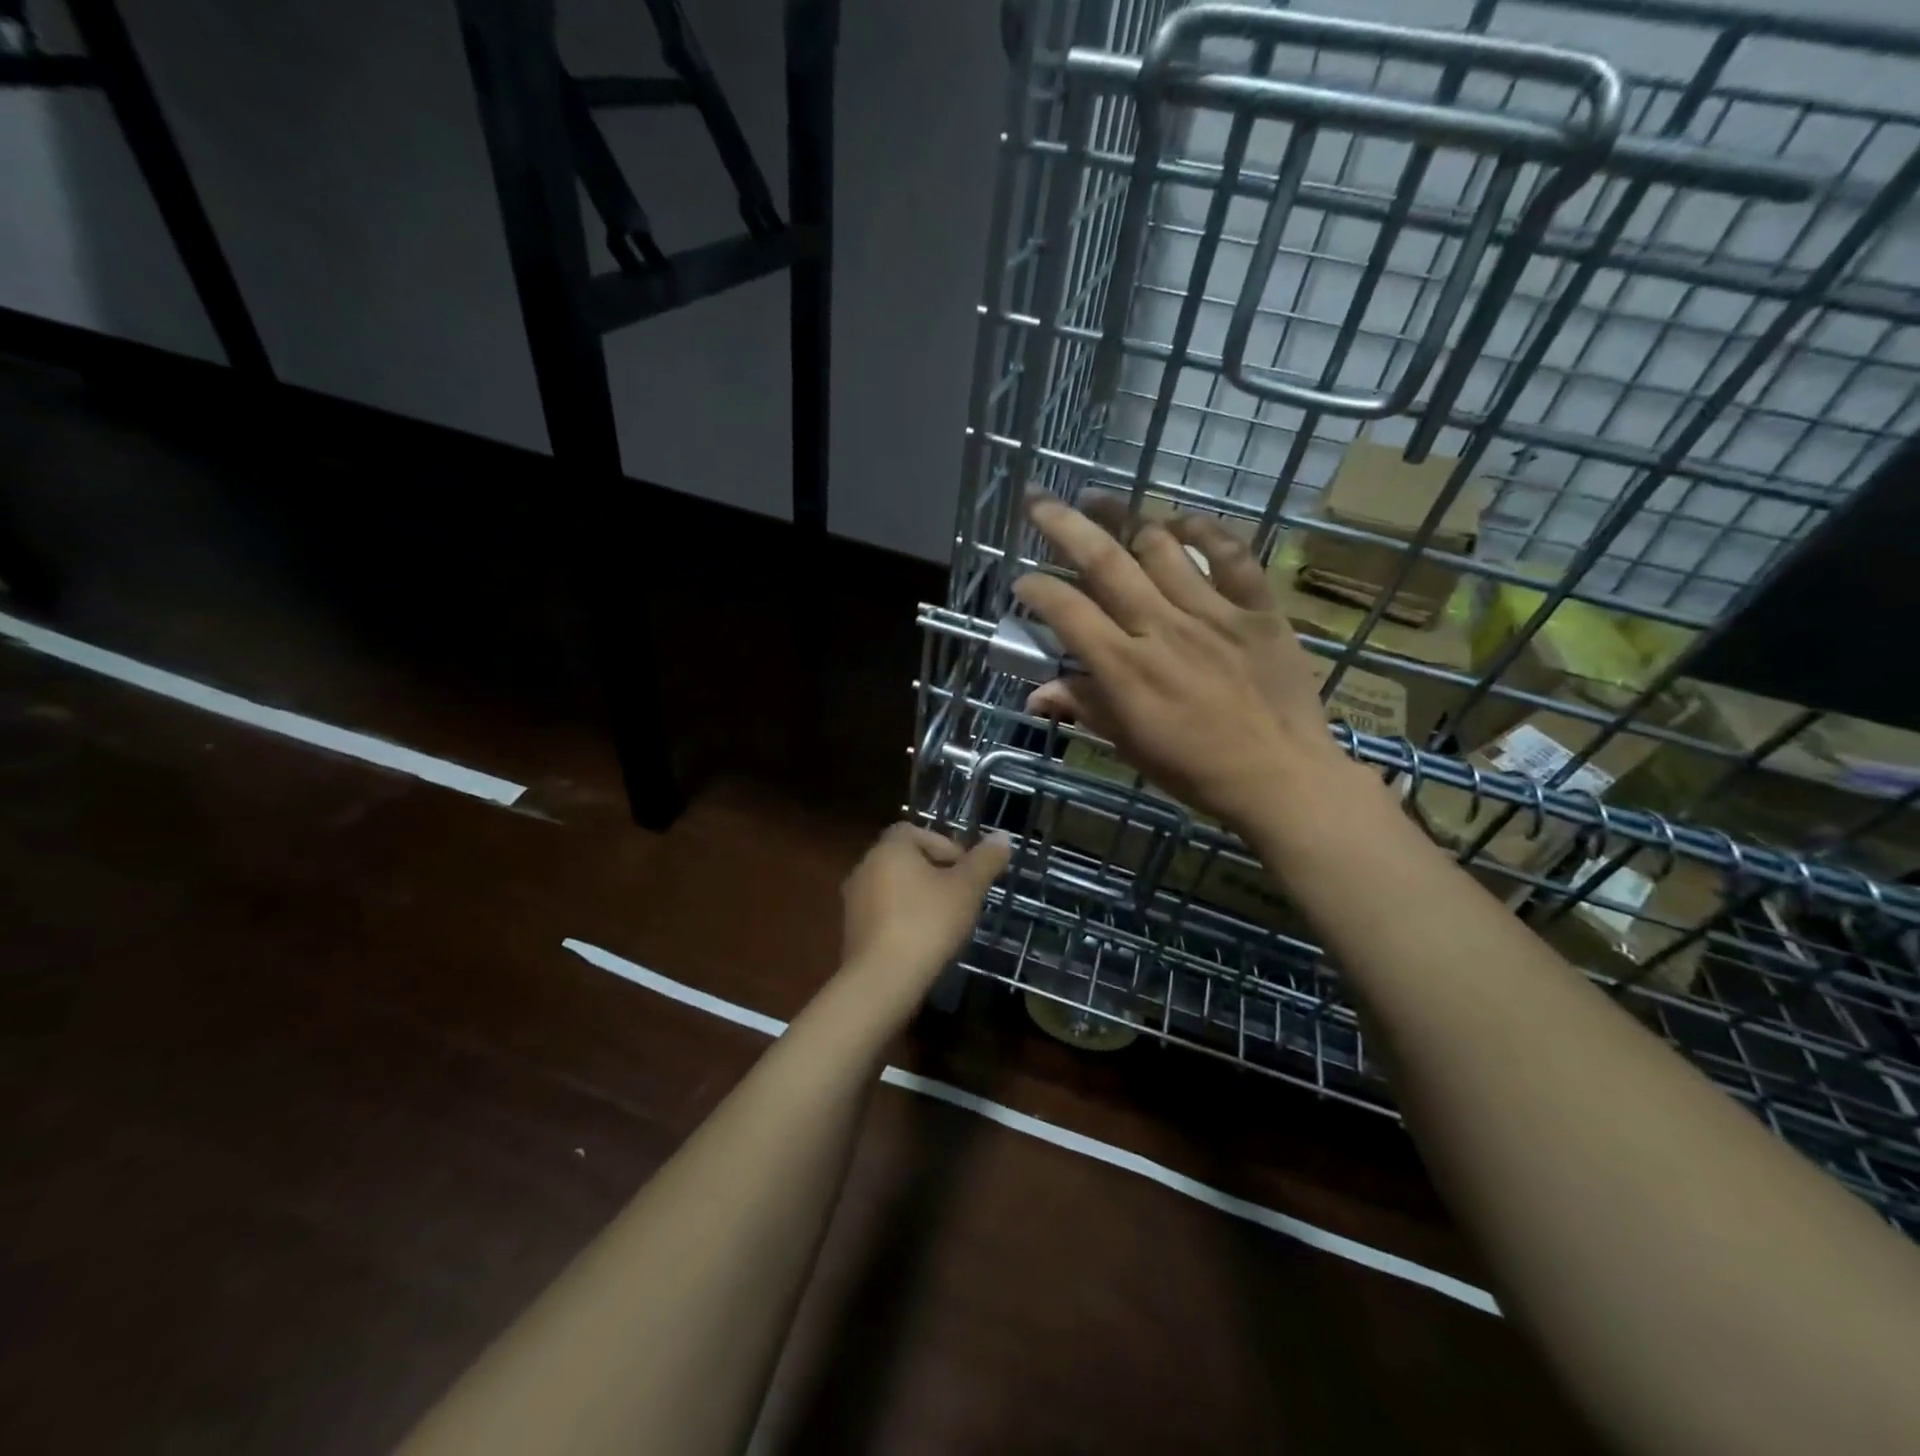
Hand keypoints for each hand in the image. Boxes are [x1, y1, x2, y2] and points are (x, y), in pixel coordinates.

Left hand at [839, 824, 1010, 1007]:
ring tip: (945, 921)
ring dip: (918, 897)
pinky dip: (903, 919)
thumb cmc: (928, 922)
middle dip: (934, 873)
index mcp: (889, 848)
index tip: (965, 871)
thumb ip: (985, 860)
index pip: (915, 831)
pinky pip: (883, 914)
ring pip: (893, 888)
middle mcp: (865, 867)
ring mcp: (854, 901)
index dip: (944, 845)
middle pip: (904, 859)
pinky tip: (923, 941)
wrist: (882, 979)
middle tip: (961, 896)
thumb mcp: (967, 889)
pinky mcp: (851, 931)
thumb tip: (1002, 836)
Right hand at [1014, 493, 1346, 829]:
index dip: (1037, 589)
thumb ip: (1084, 708)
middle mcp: (1162, 628)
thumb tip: (1035, 694)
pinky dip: (1206, 531)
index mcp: (1125, 668)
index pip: (1068, 612)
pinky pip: (1232, 555)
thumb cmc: (1195, 769)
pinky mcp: (1258, 609)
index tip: (1022, 581)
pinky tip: (1183, 521)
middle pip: (1105, 562)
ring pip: (1161, 547)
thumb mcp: (1129, 746)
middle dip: (1064, 525)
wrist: (1281, 778)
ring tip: (1102, 501)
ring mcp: (1213, 613)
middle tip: (1039, 499)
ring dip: (1126, 517)